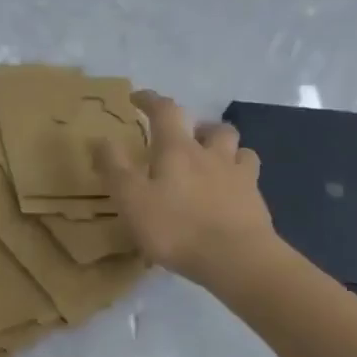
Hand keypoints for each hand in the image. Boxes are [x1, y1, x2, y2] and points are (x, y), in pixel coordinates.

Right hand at [92, 90, 277, 288]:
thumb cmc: (176, 227)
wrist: (235, 258)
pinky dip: (239, 176)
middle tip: (183, 138)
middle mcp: (211, 154)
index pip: (165, 111)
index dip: (150, 100)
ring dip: (223, 147)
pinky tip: (232, 191)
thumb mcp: (130, 199)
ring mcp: (239, 176)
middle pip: (210, 127)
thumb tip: (100, 138)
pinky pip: (250, 178)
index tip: (138, 98)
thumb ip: (113, 168)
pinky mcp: (256, 201)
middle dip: (196, 126)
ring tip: (211, 161)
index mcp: (178, 150)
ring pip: (237, 148)